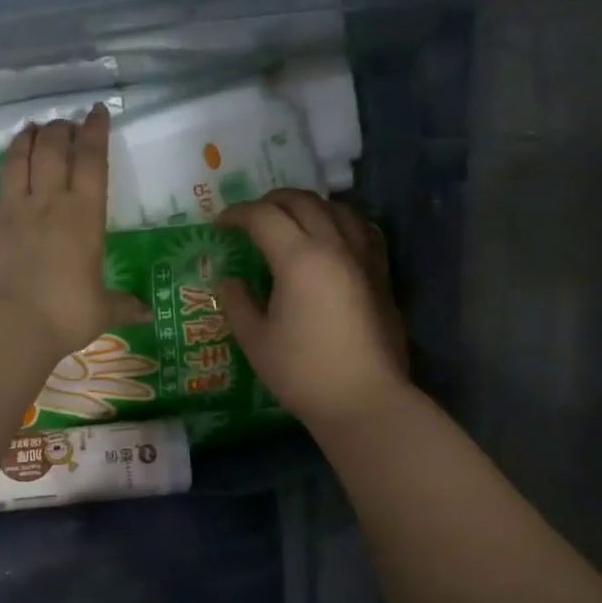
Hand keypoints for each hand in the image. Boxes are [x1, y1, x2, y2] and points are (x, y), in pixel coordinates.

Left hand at [0, 103, 148, 361]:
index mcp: (83, 216)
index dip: (95, 132)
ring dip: (22, 141)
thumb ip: (124, 305)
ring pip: (15, 164)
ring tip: (28, 128)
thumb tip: (147, 313)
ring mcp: (11, 213)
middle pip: (51, 152)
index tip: (96, 111)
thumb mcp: (102, 310)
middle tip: (62, 124)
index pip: (92, 162)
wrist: (15, 325)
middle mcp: (47, 204)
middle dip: (58, 131)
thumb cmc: (67, 314)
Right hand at [217, 189, 409, 427]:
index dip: (237, 214)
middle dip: (270, 202)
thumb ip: (237, 303)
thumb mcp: (255, 341)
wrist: (364, 400)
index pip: (263, 217)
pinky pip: (364, 230)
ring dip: (308, 206)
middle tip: (250, 219)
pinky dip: (342, 222)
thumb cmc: (303, 373)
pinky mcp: (381, 275)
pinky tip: (334, 236)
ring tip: (291, 220)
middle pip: (302, 202)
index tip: (220, 225)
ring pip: (337, 209)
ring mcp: (363, 258)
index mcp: (299, 259)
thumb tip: (230, 281)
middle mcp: (334, 247)